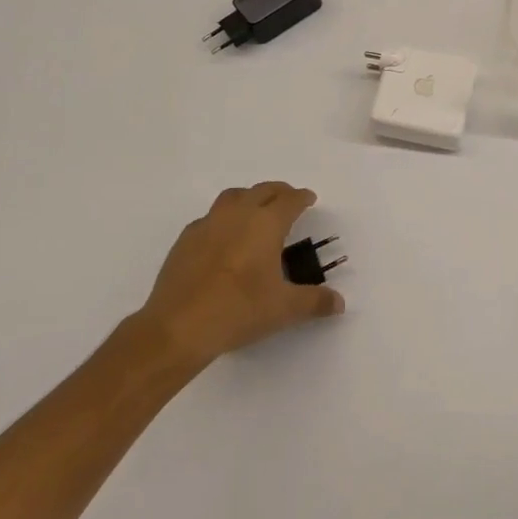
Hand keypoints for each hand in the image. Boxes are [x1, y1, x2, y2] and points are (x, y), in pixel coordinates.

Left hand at [133, 182, 343, 371]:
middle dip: (279, 192)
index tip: (309, 199)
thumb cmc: (239, 310)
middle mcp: (238, 215)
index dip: (302, 197)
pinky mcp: (186, 239)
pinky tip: (224, 239)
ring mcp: (208, 224)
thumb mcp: (283, 309)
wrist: (178, 327)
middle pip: (263, 190)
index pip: (290, 200)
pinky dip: (223, 219)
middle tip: (288, 201)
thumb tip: (339, 303)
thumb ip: (315, 302)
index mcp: (266, 224)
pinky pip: (210, 218)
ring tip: (256, 212)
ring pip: (234, 197)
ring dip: (249, 198)